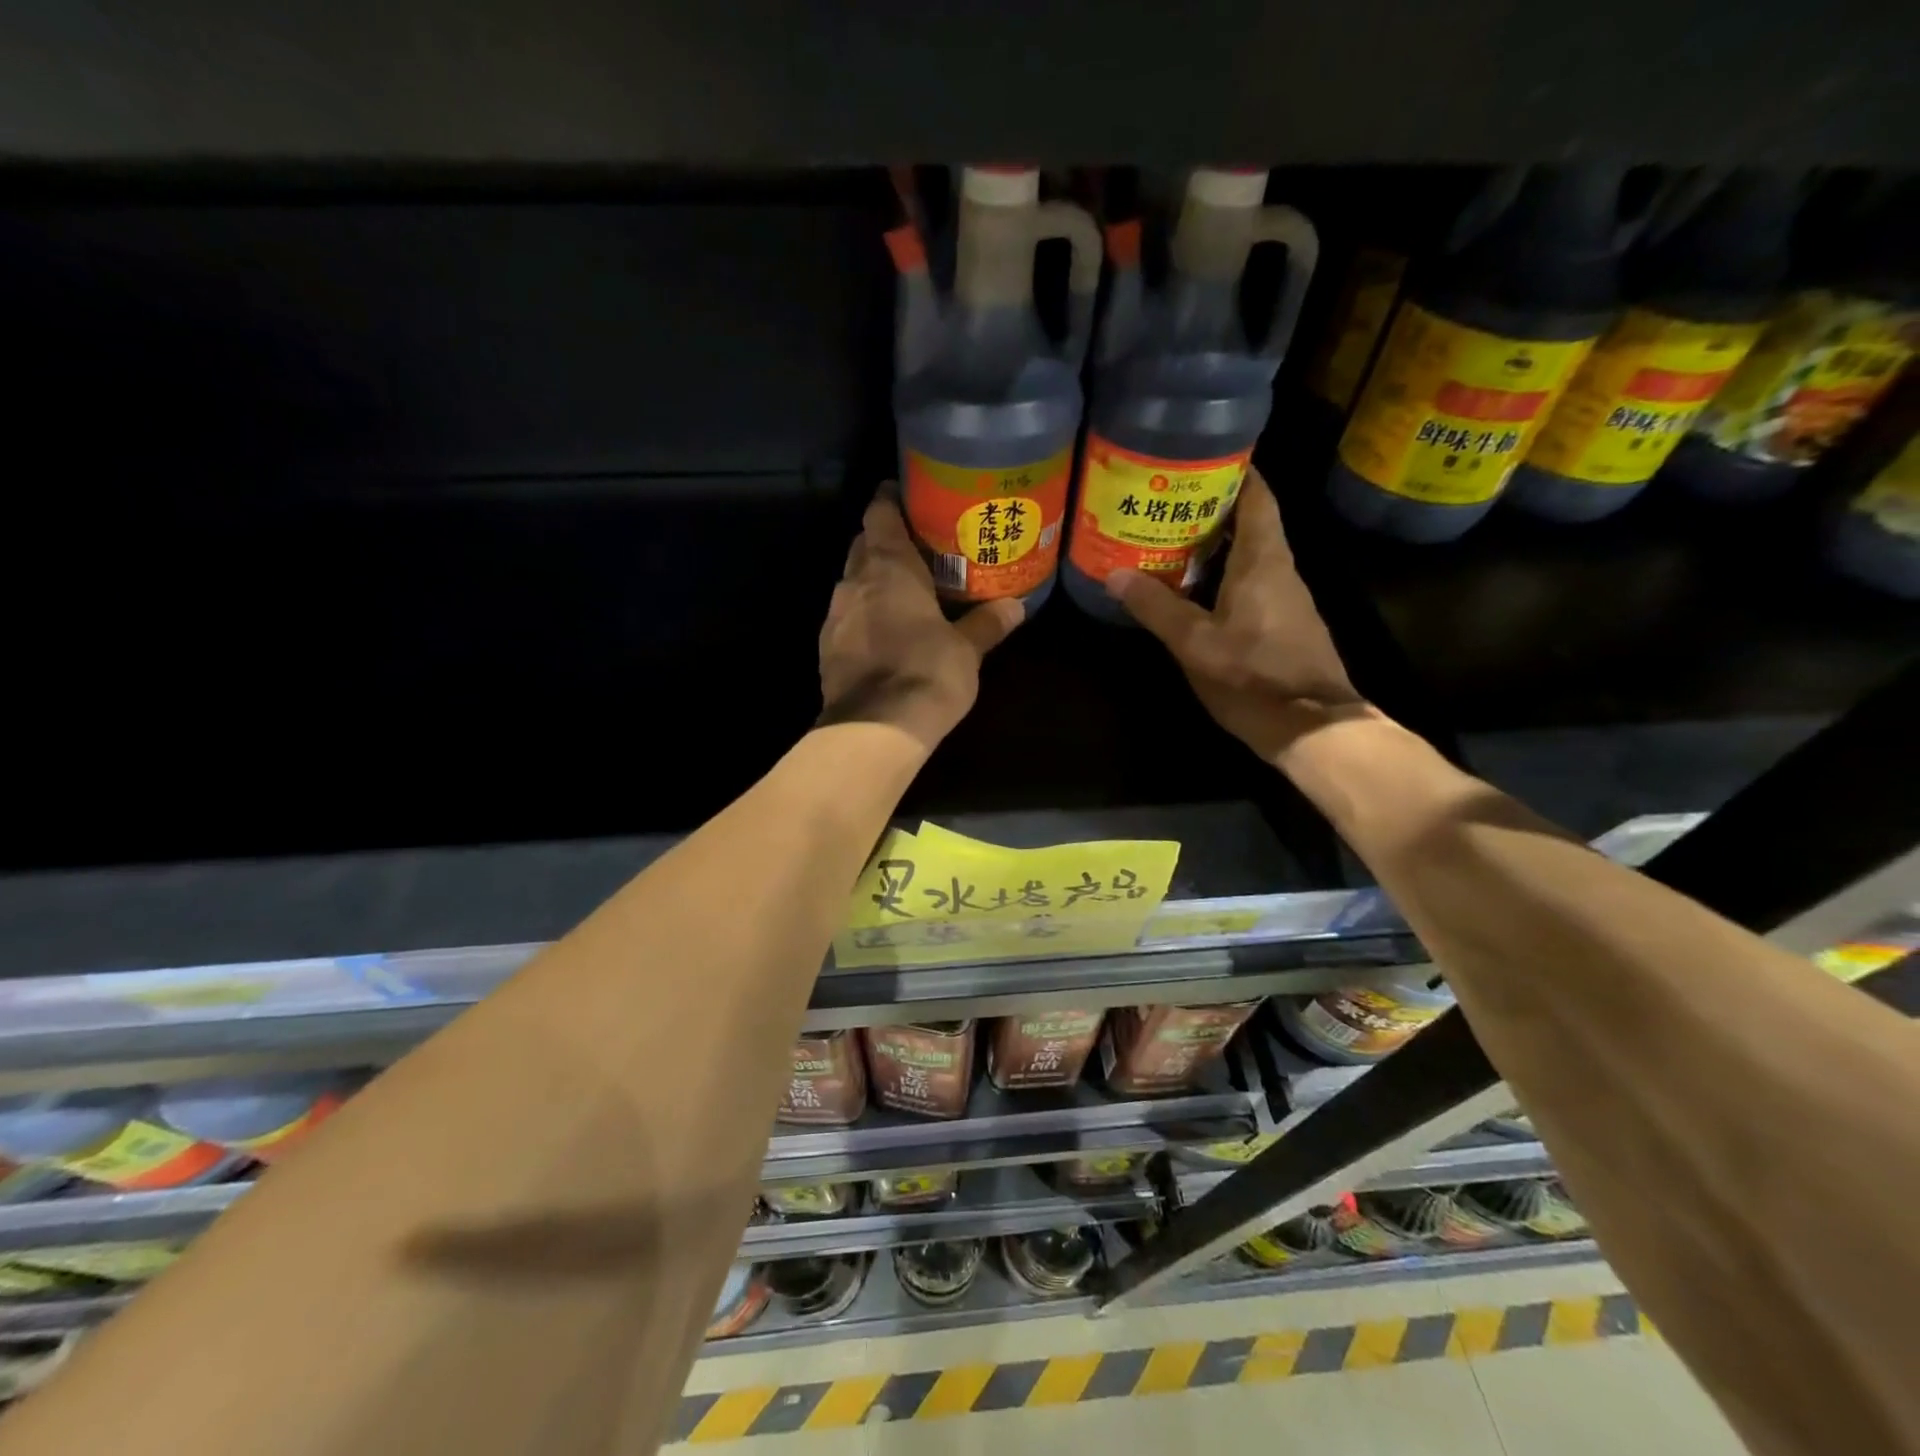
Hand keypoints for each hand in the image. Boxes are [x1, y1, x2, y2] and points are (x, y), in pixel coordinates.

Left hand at [818, 488, 1024, 750]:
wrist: (875, 729)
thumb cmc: (927, 673)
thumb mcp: (967, 649)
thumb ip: (988, 623)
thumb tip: (1016, 606)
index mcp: (889, 566)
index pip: (880, 513)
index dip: (891, 501)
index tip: (909, 499)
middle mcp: (854, 581)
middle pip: (863, 545)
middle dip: (885, 542)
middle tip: (918, 549)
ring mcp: (835, 615)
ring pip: (852, 582)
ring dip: (873, 581)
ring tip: (904, 592)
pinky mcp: (827, 648)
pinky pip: (846, 617)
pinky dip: (863, 615)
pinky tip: (884, 633)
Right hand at [1106, 468, 1368, 762]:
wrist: (1312, 727)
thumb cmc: (1254, 677)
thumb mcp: (1195, 643)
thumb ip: (1156, 607)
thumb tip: (1113, 574)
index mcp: (1263, 561)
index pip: (1257, 497)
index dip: (1235, 471)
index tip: (1201, 458)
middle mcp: (1281, 569)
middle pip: (1250, 523)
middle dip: (1211, 509)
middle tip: (1165, 502)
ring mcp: (1287, 598)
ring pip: (1250, 555)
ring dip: (1215, 545)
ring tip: (1169, 541)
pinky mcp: (1285, 624)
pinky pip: (1252, 583)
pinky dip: (1224, 575)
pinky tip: (1194, 590)